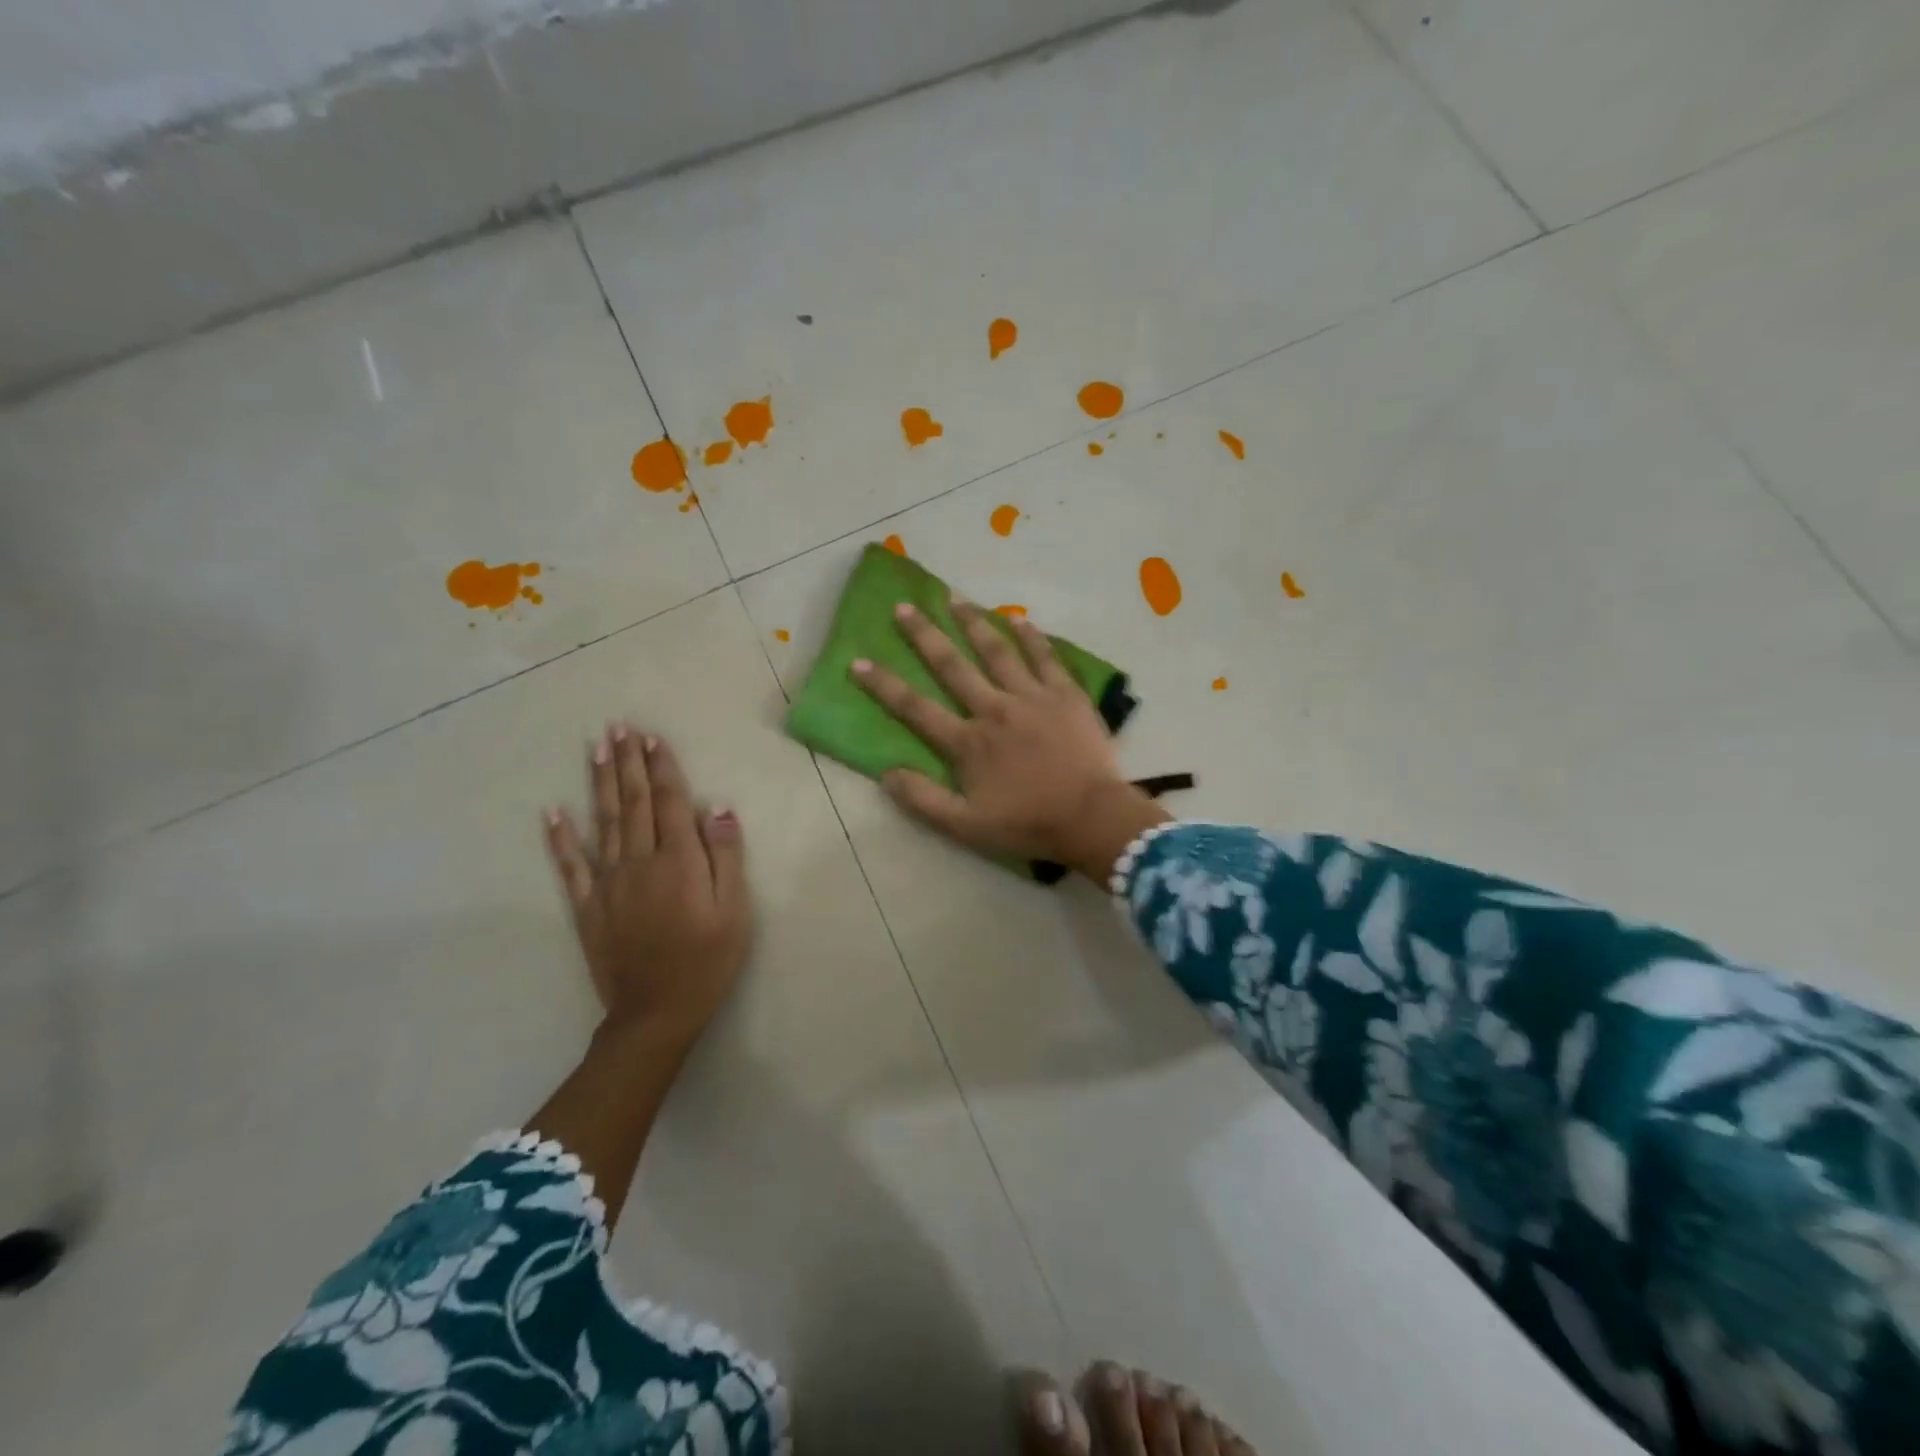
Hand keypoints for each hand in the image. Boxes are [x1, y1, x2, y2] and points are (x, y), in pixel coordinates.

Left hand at [544, 725, 751, 1050]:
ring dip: (598, 783)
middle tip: (618, 727)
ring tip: (595, 749)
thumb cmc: (708, 960)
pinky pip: (570, 865)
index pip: (670, 802)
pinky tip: (552, 812)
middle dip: (627, 763)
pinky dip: (560, 837)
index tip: (651, 737)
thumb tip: (717, 808)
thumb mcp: (734, 910)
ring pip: (602, 822)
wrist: (657, 1013)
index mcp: (678, 861)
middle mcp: (640, 861)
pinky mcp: (588, 906)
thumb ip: (725, 856)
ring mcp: (609, 882)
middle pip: (633, 803)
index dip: (661, 767)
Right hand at [852, 602, 1168, 881]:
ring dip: (974, 623)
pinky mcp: (1066, 694)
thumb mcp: (966, 826)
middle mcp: (994, 709)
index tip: (858, 661)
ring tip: (955, 598)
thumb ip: (924, 799)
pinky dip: (1033, 638)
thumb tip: (885, 774)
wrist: (1092, 818)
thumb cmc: (1028, 824)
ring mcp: (1032, 697)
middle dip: (924, 635)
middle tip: (903, 606)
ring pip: (997, 651)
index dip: (884, 685)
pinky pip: (1047, 658)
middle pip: (952, 666)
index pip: (915, 708)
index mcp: (968, 742)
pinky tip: (1020, 619)